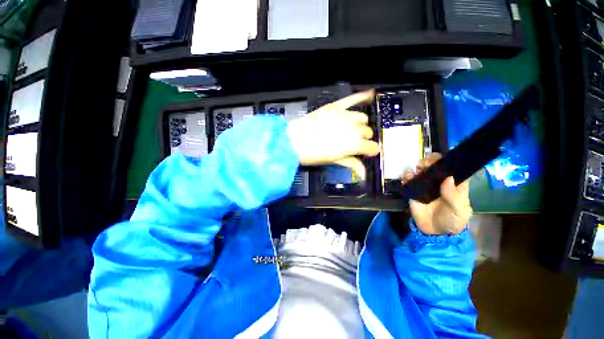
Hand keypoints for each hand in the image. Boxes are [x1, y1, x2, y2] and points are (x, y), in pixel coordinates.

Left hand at [287, 90, 379, 178]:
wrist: (294, 141)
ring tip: (352, 129)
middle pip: (367, 132)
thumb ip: (351, 164)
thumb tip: (364, 174)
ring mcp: (345, 115)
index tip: (368, 153)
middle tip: (354, 143)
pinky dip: (362, 96)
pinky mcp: (335, 106)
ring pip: (362, 118)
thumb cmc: (314, 155)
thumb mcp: (333, 161)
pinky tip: (370, 93)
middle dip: (363, 139)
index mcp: (355, 144)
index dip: (371, 151)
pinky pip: (352, 99)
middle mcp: (354, 128)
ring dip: (360, 125)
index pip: (372, 147)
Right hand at [402, 153, 472, 234]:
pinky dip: (406, 177)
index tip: (439, 159)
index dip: (447, 161)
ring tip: (416, 170)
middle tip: (424, 165)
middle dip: (429, 162)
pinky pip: (409, 181)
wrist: (434, 232)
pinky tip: (406, 178)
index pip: (452, 168)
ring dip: (417, 167)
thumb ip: (454, 195)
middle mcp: (439, 182)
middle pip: (434, 167)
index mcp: (454, 185)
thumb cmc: (452, 221)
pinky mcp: (413, 191)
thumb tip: (448, 177)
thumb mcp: (459, 210)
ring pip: (421, 171)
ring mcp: (425, 186)